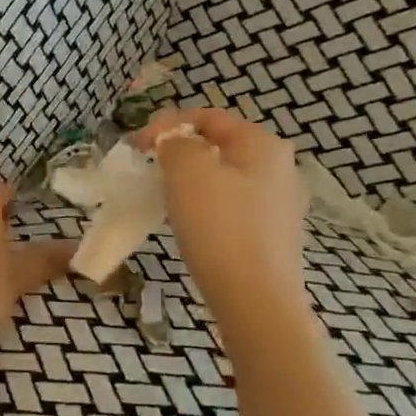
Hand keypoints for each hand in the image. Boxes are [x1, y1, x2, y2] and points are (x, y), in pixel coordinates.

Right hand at [133, 108, 310, 329]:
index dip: (166, 124)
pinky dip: (206, 205)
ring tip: (164, 196)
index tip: (135, 146)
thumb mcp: (187, 170)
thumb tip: (173, 143)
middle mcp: (280, 167)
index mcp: (262, 143)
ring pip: (224, 176)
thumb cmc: (219, 226)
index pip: (208, 117)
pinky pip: (231, 205)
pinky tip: (190, 224)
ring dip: (190, 179)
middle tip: (148, 169)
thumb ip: (174, 143)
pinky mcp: (273, 234)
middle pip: (218, 145)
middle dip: (179, 152)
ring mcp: (280, 203)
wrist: (255, 299)